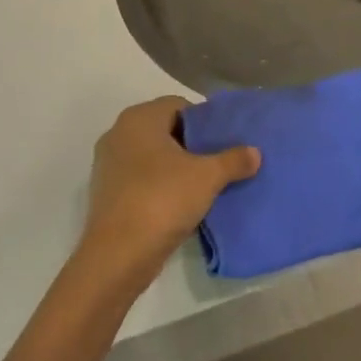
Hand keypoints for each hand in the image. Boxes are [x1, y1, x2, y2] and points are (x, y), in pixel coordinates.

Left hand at [80, 97, 259, 284]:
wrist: (117, 255)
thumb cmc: (162, 199)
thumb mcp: (207, 177)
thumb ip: (233, 160)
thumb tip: (255, 152)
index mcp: (139, 118)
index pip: (178, 105)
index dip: (204, 121)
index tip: (223, 142)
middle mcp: (119, 133)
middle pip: (164, 130)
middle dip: (191, 145)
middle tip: (218, 163)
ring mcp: (108, 164)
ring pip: (151, 156)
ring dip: (175, 167)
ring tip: (203, 186)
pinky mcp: (106, 192)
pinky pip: (140, 178)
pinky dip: (159, 186)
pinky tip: (180, 205)